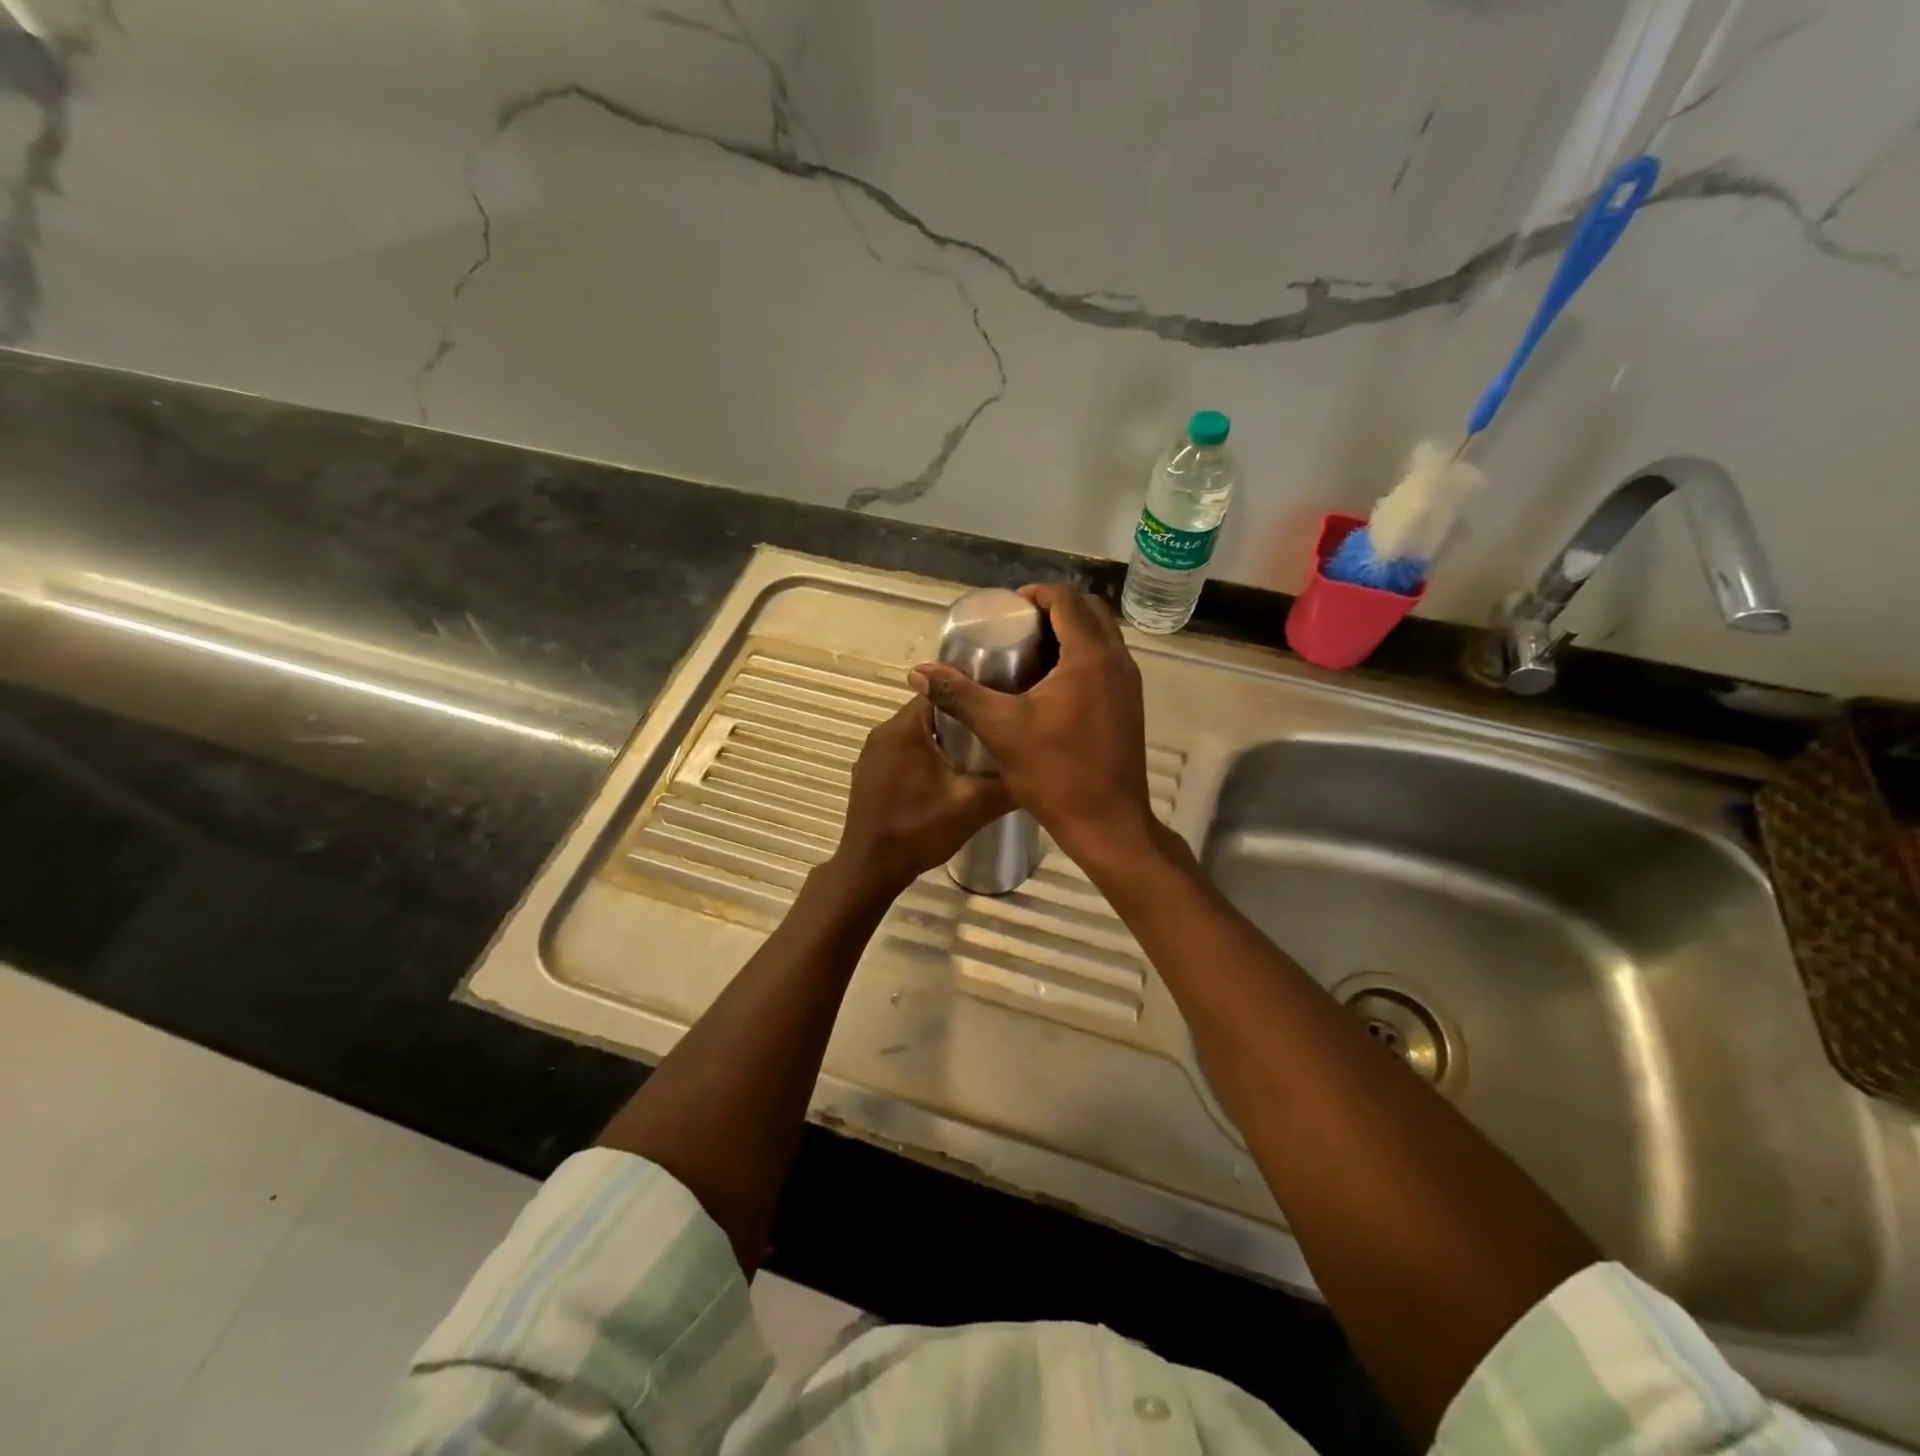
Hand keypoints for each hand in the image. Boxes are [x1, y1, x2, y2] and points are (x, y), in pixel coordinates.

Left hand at [830, 696, 1013, 897]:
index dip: (974, 694)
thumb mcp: (972, 806)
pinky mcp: (869, 774)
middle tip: (995, 732)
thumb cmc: (918, 830)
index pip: (943, 691)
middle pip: (930, 712)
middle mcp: (883, 731)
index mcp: (905, 728)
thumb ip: (1007, 784)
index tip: (1000, 705)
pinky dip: (925, 756)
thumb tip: (1039, 769)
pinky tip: (946, 777)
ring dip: (944, 740)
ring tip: (978, 754)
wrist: (870, 869)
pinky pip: (903, 752)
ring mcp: (872, 754)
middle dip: (962, 719)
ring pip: (916, 733)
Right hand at [909, 584, 1158, 874]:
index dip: (1035, 594)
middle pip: (1089, 612)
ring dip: (1069, 633)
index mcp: (1090, 657)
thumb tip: (918, 673)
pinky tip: (1050, 684)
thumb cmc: (1056, 773)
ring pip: (1101, 637)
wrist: (1107, 823)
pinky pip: (1106, 662)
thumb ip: (959, 695)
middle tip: (1016, 627)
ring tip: (1028, 651)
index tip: (1005, 609)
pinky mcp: (1129, 706)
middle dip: (1053, 610)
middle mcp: (1117, 662)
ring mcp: (1129, 685)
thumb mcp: (1000, 730)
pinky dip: (1081, 657)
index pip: (1067, 600)